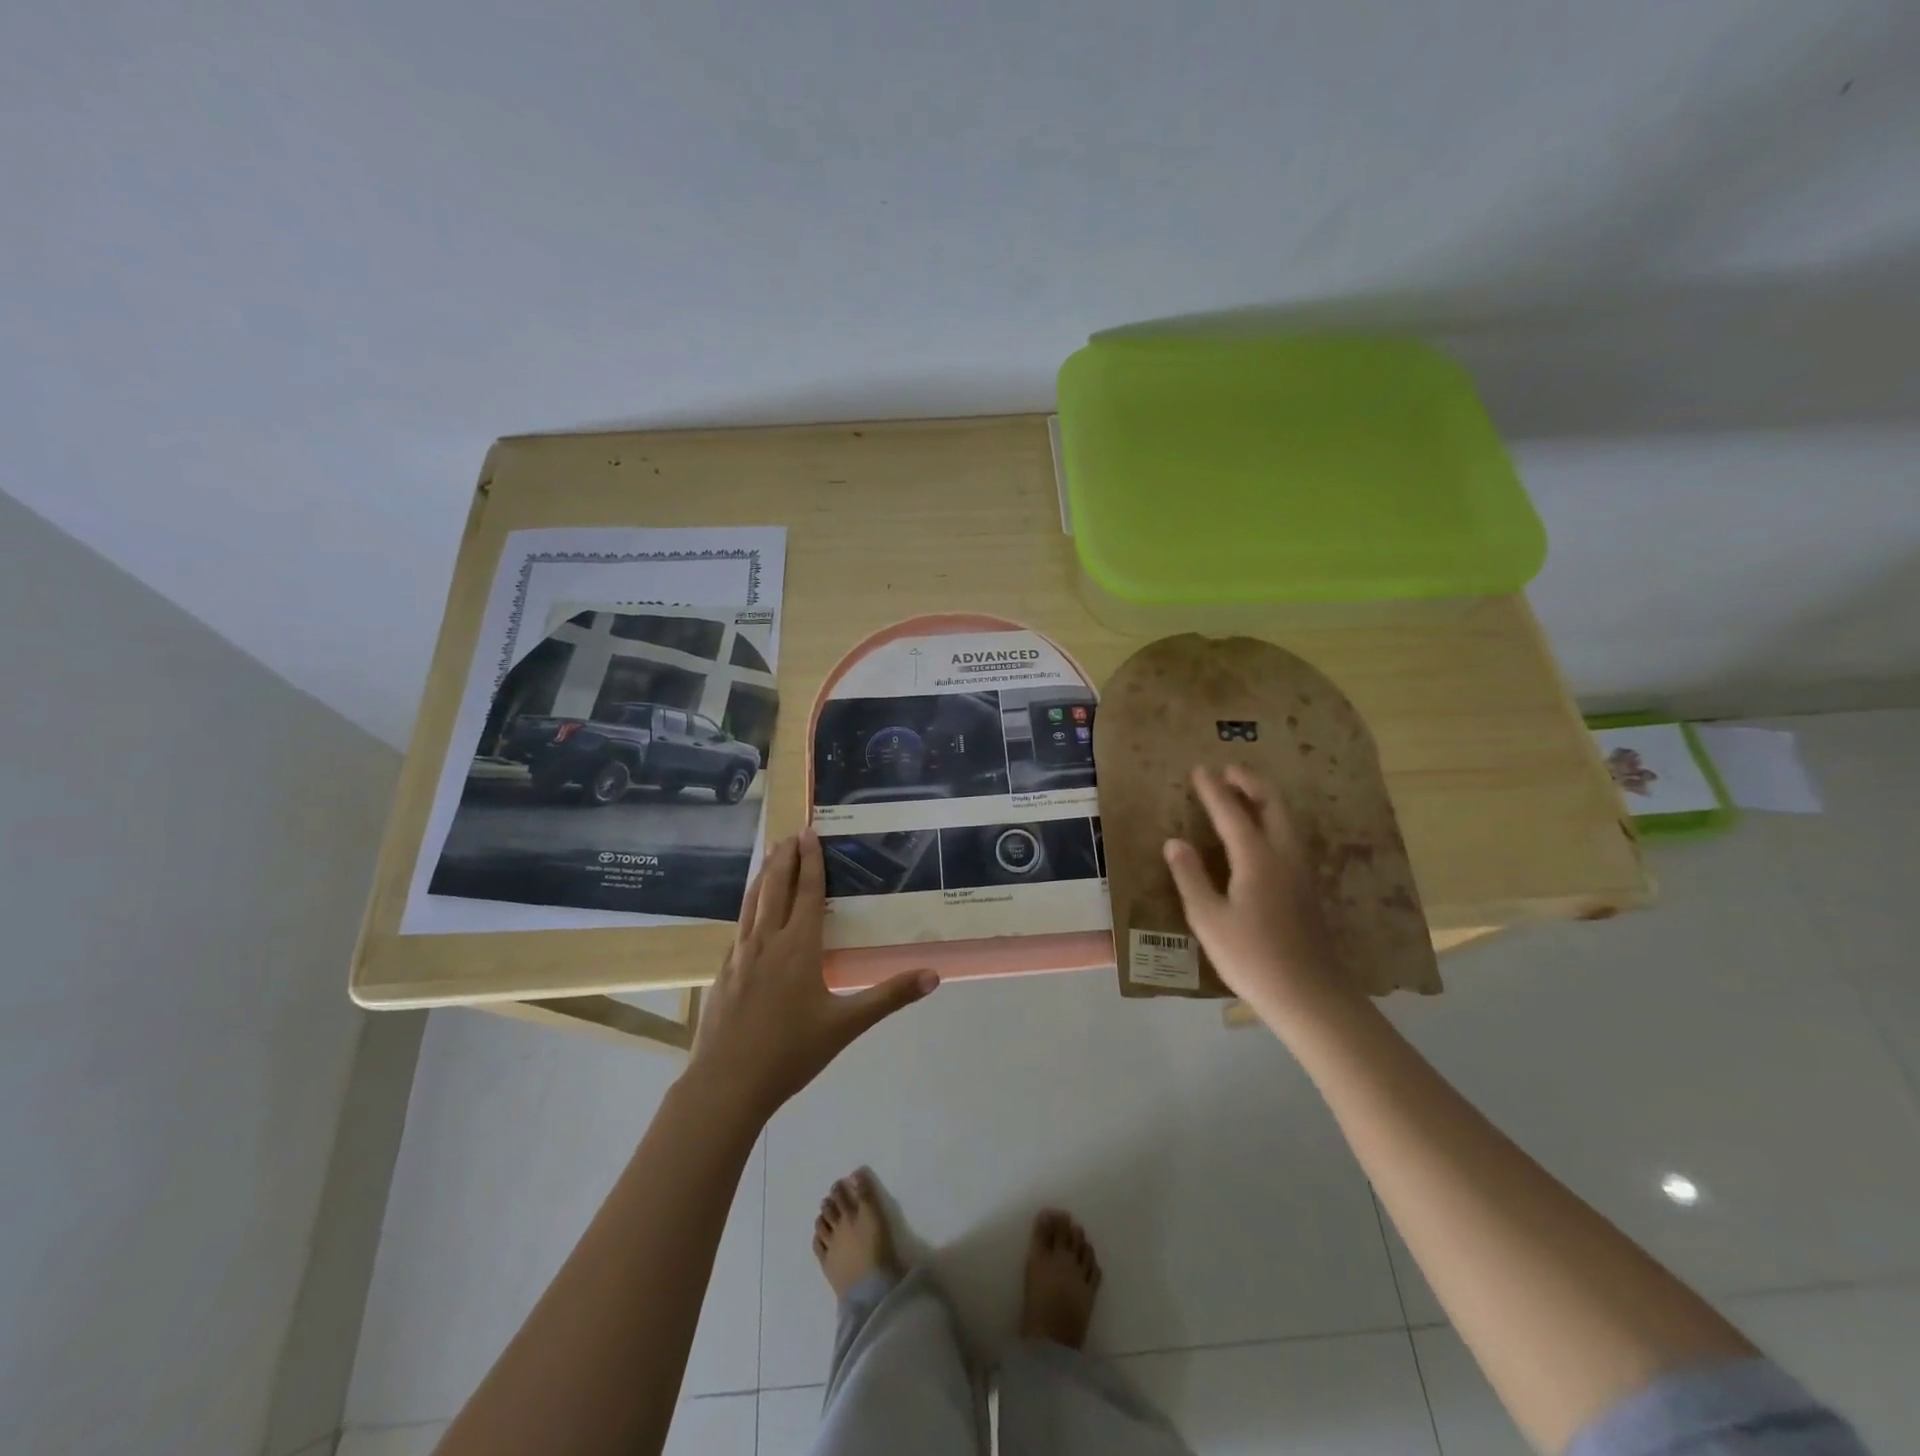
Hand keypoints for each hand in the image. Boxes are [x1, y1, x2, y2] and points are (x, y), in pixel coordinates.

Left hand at [688, 828, 937, 1118]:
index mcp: (799, 947)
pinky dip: (748, 904)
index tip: (809, 834)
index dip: (811, 862)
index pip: (808, 892)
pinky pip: (739, 924)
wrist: (726, 1083)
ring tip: (769, 855)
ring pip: (753, 902)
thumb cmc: (791, 1052)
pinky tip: (750, 911)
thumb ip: (889, 997)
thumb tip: (933, 976)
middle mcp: (768, 941)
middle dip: (785, 858)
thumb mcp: (846, 1025)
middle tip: (791, 834)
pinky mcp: (724, 971)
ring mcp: (741, 954)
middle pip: (776, 887)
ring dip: (763, 875)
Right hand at [1162, 766, 1352, 1023]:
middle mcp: (1284, 856)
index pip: (1232, 812)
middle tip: (1228, 771)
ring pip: (1286, 820)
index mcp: (1257, 859)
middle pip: (1272, 805)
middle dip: (1250, 783)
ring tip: (1243, 793)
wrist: (1310, 996)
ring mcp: (1301, 872)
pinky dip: (1273, 819)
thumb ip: (1190, 877)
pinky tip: (1262, 833)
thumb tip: (1174, 842)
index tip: (1199, 770)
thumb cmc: (1252, 958)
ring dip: (1264, 799)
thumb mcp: (1208, 919)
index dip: (1213, 790)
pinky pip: (1290, 837)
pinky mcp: (1307, 888)